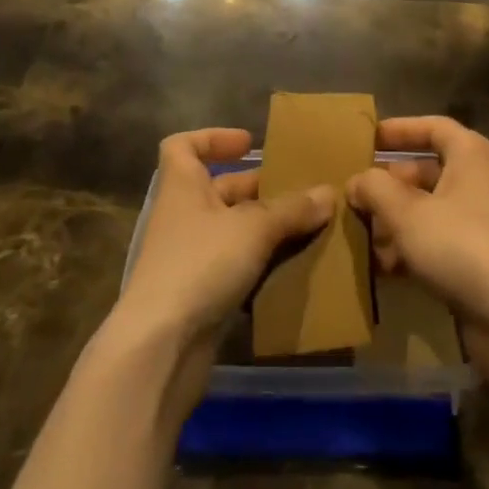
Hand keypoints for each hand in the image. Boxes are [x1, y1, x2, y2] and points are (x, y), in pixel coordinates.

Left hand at [103, 129, 332, 412]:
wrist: (160, 349)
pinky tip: (293, 268)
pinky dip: (261, 266)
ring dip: (265, 229)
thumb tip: (328, 193)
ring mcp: (189, 259)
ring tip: (307, 227)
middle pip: (220, 189)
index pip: (183, 146)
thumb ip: (292, 209)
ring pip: (232, 231)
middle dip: (259, 189)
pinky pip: (235, 268)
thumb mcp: (253, 228)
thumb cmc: (200, 265)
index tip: (249, 145)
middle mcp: (183, 216)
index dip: (213, 138)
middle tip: (301, 190)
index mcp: (183, 186)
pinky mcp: (200, 296)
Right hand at [346, 118, 488, 359]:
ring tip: (361, 236)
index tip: (367, 140)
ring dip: (395, 221)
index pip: (432, 127)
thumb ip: (376, 189)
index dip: (399, 130)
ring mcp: (481, 223)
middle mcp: (478, 181)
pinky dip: (411, 250)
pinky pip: (437, 244)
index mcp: (469, 154)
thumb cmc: (462, 244)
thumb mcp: (407, 211)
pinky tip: (383, 268)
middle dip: (389, 185)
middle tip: (355, 196)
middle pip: (426, 172)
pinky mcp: (479, 262)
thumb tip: (356, 181)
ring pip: (429, 211)